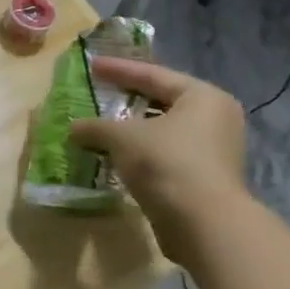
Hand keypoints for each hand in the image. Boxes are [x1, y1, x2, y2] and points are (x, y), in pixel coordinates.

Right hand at [69, 57, 248, 261]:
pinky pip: (165, 154)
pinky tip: (116, 155)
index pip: (154, 75)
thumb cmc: (166, 162)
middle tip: (99, 92)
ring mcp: (213, 150)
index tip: (92, 65)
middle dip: (127, 99)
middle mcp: (215, 118)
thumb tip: (74, 128)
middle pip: (162, 101)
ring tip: (102, 126)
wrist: (203, 222)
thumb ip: (94, 126)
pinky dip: (140, 151)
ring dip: (132, 129)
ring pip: (163, 130)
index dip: (119, 69)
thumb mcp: (121, 137)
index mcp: (202, 97)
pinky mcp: (204, 178)